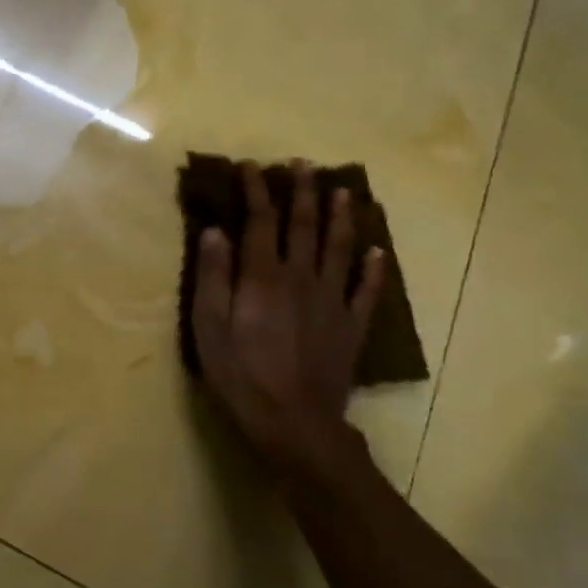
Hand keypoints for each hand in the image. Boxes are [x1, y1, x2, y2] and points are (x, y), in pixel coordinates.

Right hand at [191, 160, 385, 473]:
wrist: (293, 421)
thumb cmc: (240, 374)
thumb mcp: (208, 326)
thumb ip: (211, 276)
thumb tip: (214, 231)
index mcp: (262, 276)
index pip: (259, 222)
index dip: (255, 191)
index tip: (250, 166)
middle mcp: (301, 278)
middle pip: (303, 226)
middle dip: (302, 192)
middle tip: (303, 165)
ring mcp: (331, 301)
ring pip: (339, 249)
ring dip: (341, 217)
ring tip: (343, 191)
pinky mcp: (350, 326)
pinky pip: (366, 291)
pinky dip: (373, 270)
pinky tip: (378, 252)